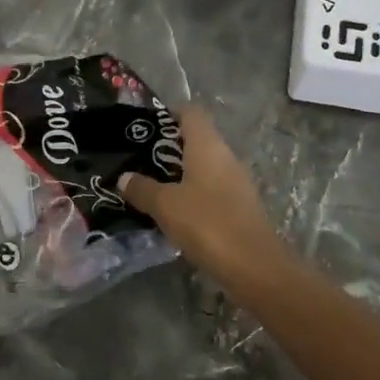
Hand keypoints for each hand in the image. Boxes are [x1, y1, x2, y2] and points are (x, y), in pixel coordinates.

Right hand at [122, 108, 287, 285]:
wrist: (255, 266)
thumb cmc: (207, 224)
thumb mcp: (166, 206)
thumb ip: (143, 189)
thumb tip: (124, 177)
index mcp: (208, 145)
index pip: (191, 112)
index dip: (170, 114)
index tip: (146, 128)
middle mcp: (225, 156)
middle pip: (197, 138)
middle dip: (169, 147)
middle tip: (141, 161)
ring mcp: (236, 181)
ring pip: (204, 166)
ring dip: (180, 173)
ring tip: (152, 188)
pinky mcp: (240, 206)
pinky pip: (212, 188)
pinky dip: (193, 194)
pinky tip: (175, 213)